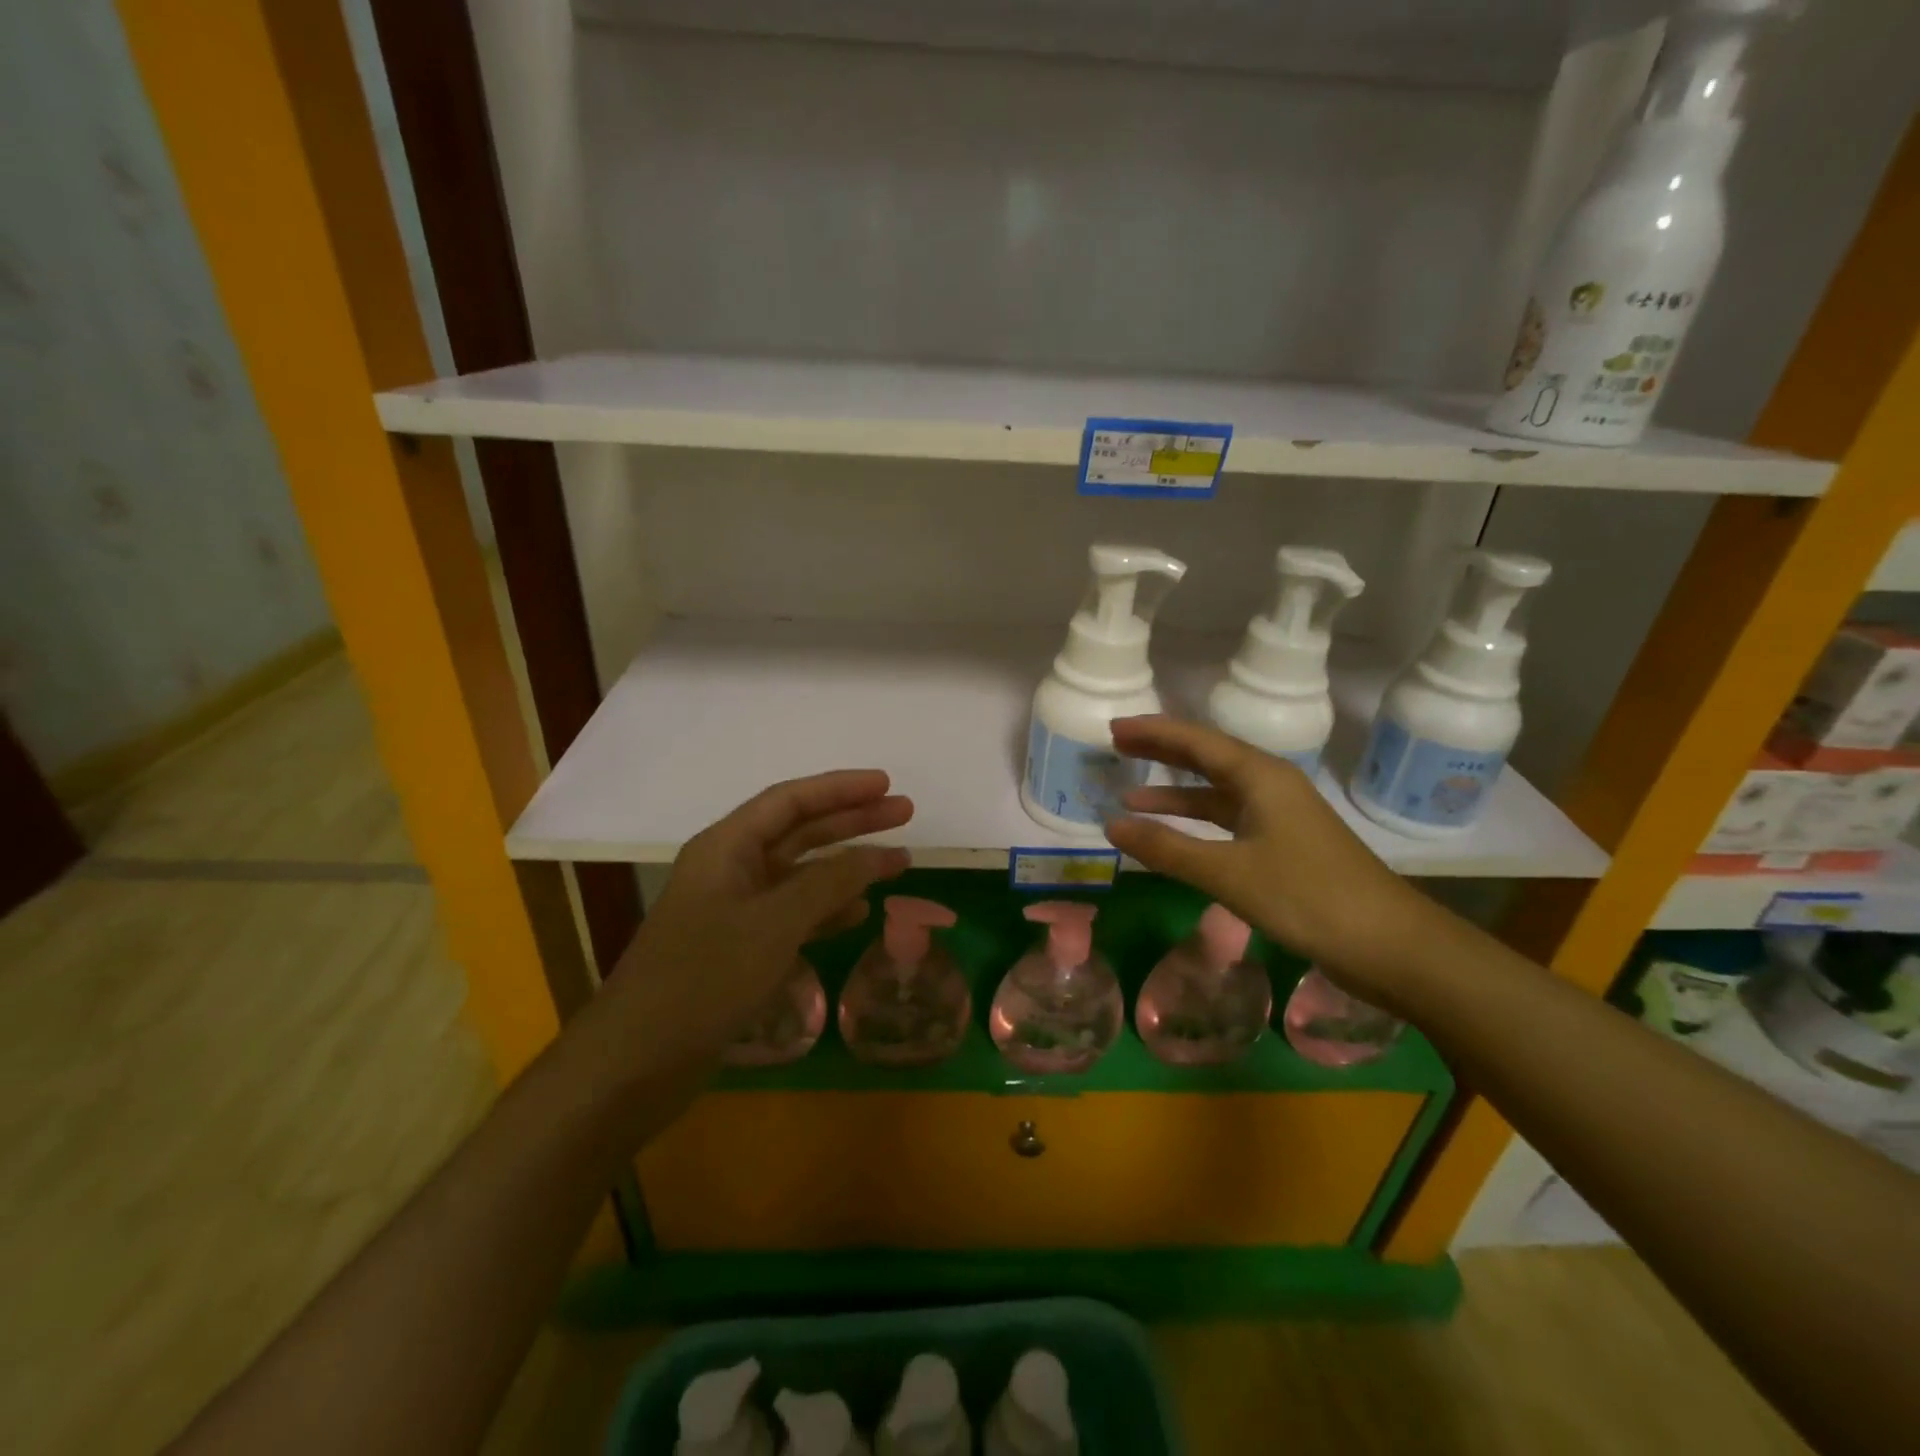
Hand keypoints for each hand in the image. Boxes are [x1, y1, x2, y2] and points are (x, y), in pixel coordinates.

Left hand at [604, 770, 913, 1059]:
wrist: (638, 1061)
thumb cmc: (705, 978)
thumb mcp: (775, 923)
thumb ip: (831, 883)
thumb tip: (882, 854)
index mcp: (726, 847)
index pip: (790, 800)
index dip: (841, 788)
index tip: (887, 784)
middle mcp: (730, 869)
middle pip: (800, 831)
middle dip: (852, 821)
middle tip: (905, 813)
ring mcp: (735, 910)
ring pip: (801, 874)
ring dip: (847, 867)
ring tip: (897, 862)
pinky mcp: (740, 948)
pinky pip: (794, 914)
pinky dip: (828, 910)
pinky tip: (859, 913)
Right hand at [1102, 716, 1448, 1013]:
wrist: (1390, 945)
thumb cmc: (1308, 897)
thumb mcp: (1228, 873)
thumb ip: (1167, 848)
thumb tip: (1110, 826)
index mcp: (1261, 777)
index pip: (1196, 741)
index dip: (1153, 732)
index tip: (1113, 726)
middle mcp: (1271, 786)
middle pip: (1207, 758)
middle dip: (1161, 752)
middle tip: (1117, 746)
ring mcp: (1281, 816)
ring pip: (1217, 792)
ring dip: (1175, 793)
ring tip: (1129, 796)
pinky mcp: (1285, 845)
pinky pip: (1229, 819)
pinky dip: (1197, 823)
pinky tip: (1175, 836)